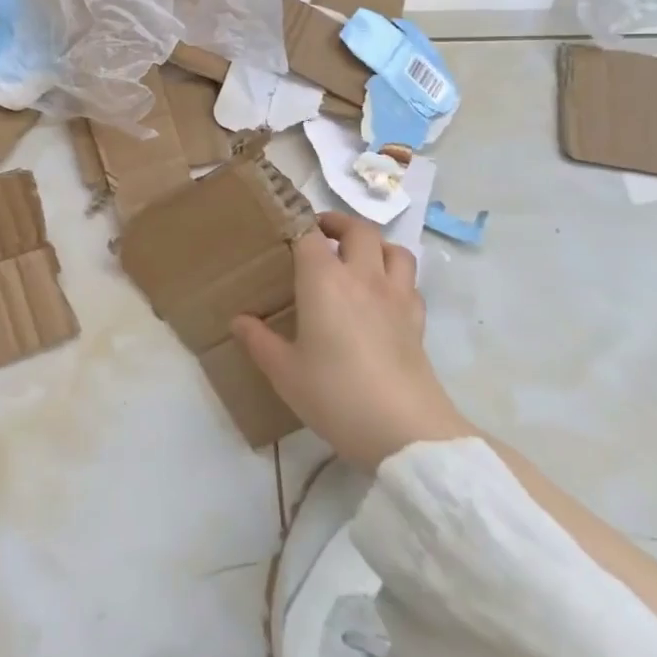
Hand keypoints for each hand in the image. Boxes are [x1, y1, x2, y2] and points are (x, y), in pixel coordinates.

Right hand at [232, 212, 471, 469]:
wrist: (406, 432)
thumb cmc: (336, 394)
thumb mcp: (285, 372)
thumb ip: (259, 341)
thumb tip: (238, 321)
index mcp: (324, 280)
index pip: (309, 234)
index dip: (297, 224)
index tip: (284, 228)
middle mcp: (362, 277)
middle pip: (359, 229)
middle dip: (338, 224)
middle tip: (320, 235)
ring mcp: (396, 297)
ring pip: (394, 249)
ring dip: (375, 245)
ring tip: (357, 258)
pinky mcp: (418, 321)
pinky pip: (410, 282)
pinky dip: (396, 277)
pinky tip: (383, 296)